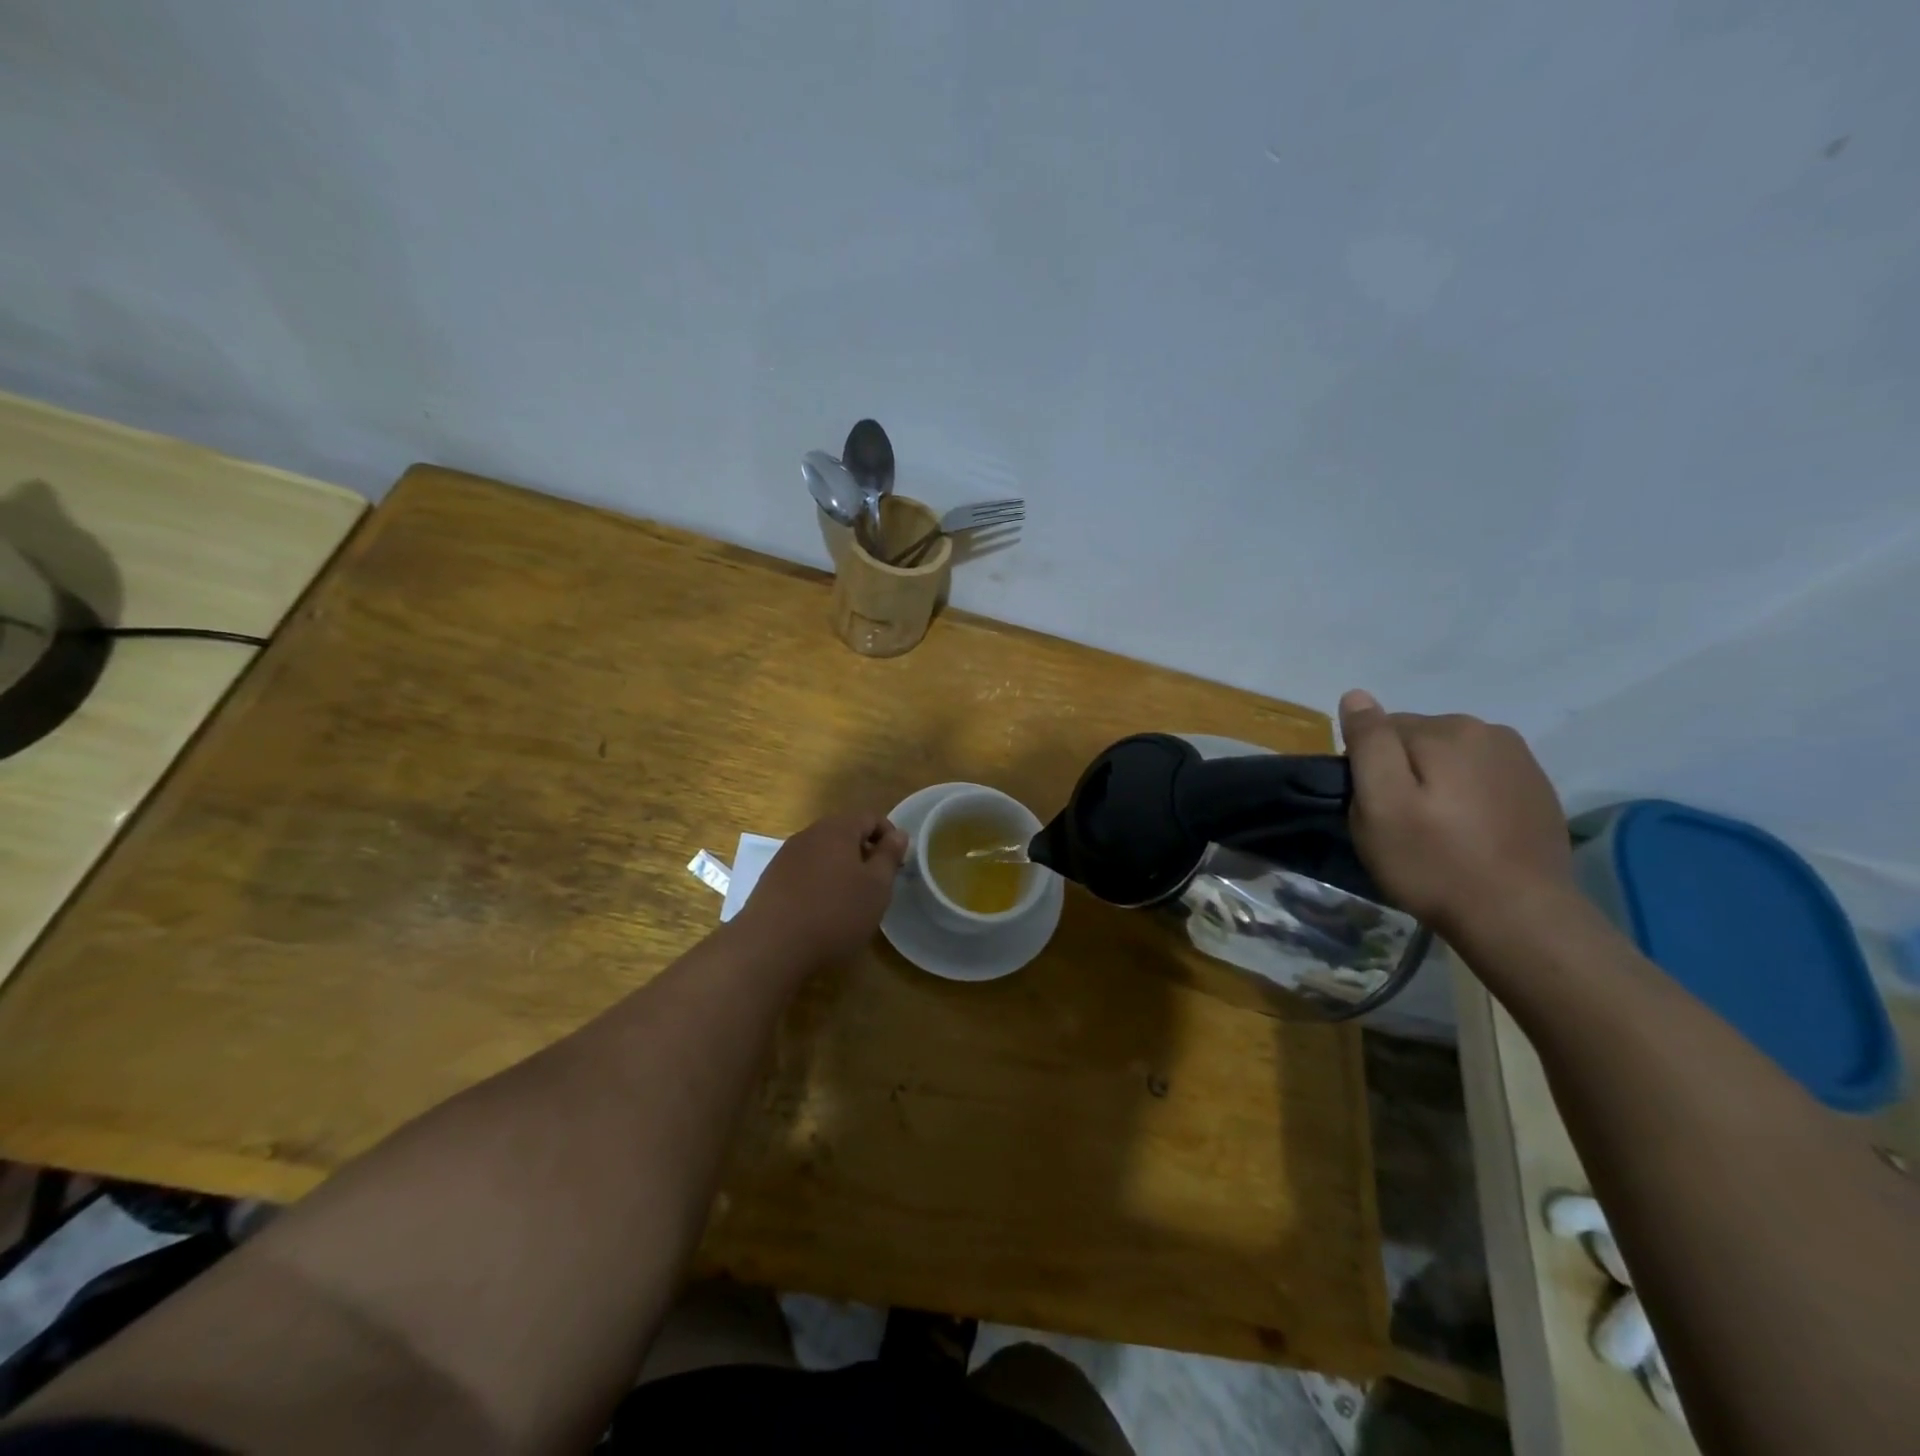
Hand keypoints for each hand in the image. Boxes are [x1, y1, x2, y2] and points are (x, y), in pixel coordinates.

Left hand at [734, 811, 908, 969]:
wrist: (771, 946)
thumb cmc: (835, 912)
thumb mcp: (876, 886)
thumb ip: (889, 856)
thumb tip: (899, 834)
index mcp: (837, 829)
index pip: (870, 817)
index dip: (889, 836)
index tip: (897, 864)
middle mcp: (808, 834)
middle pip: (844, 832)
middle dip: (864, 852)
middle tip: (877, 883)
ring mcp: (785, 856)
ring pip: (823, 852)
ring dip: (841, 868)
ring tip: (850, 900)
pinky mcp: (771, 879)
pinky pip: (804, 871)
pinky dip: (819, 882)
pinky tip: (822, 910)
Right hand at [1339, 690, 1574, 937]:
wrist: (1520, 917)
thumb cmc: (1434, 861)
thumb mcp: (1381, 803)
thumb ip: (1369, 743)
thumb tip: (1356, 695)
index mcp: (1448, 730)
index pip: (1382, 730)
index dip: (1368, 769)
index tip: (1374, 809)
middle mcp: (1489, 731)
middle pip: (1418, 741)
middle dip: (1402, 773)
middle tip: (1399, 825)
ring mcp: (1520, 761)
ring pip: (1450, 760)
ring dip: (1435, 784)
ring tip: (1435, 831)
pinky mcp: (1536, 791)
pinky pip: (1481, 780)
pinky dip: (1466, 798)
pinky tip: (1468, 835)